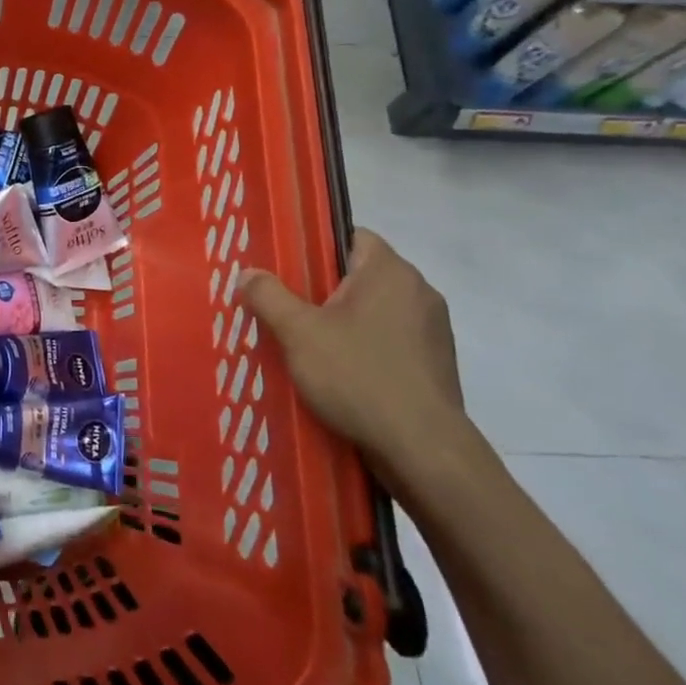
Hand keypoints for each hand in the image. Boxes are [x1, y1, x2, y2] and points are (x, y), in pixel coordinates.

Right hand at [239, 230, 470, 483]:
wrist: (423, 449)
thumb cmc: (358, 376)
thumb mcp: (298, 333)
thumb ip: (268, 296)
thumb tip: (247, 273)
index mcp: (389, 271)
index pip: (352, 236)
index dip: (317, 248)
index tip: (288, 272)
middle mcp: (419, 291)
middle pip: (362, 275)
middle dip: (325, 290)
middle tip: (289, 310)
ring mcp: (434, 328)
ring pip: (377, 310)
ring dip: (347, 322)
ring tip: (312, 346)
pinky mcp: (438, 363)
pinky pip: (393, 340)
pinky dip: (368, 348)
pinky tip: (344, 374)